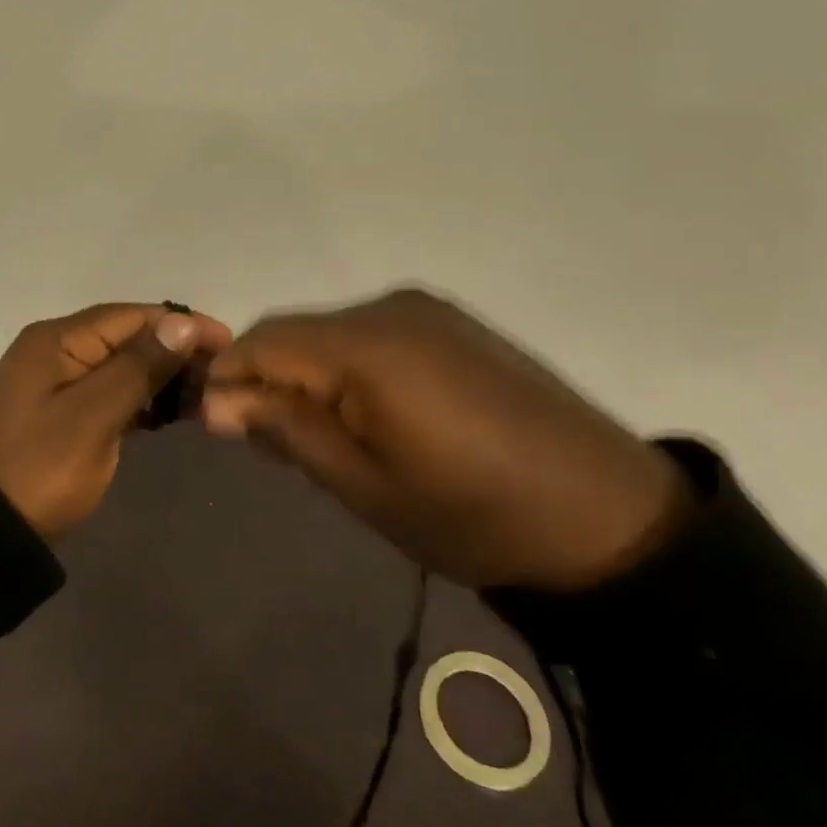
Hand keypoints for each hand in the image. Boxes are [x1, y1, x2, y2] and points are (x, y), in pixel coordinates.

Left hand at [0, 303, 233, 539]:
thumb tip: (182, 322)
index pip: (131, 316)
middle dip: (176, 352)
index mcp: (58, 340)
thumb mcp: (93, 416)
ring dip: (164, 377)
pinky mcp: (66, 415)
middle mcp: (58, 351)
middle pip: (129, 338)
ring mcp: (60, 384)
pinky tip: (177, 412)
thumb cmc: (41, 468)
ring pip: (124, 367)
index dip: (181, 325)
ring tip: (209, 394)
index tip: (228, 343)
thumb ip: (139, 367)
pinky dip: (144, 400)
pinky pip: (113, 394)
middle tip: (223, 375)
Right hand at [200, 288, 689, 590]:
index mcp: (366, 346)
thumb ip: (287, 431)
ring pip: (332, 331)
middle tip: (268, 442)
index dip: (228, 377)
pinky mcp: (452, 323)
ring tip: (319, 433)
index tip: (216, 425)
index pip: (263, 340)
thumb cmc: (475, 516)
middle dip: (267, 377)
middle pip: (295, 330)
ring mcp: (427, 310)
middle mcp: (390, 308)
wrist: (610, 518)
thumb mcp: (366, 487)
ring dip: (309, 372)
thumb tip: (216, 402)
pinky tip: (368, 412)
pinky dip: (349, 366)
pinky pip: (373, 333)